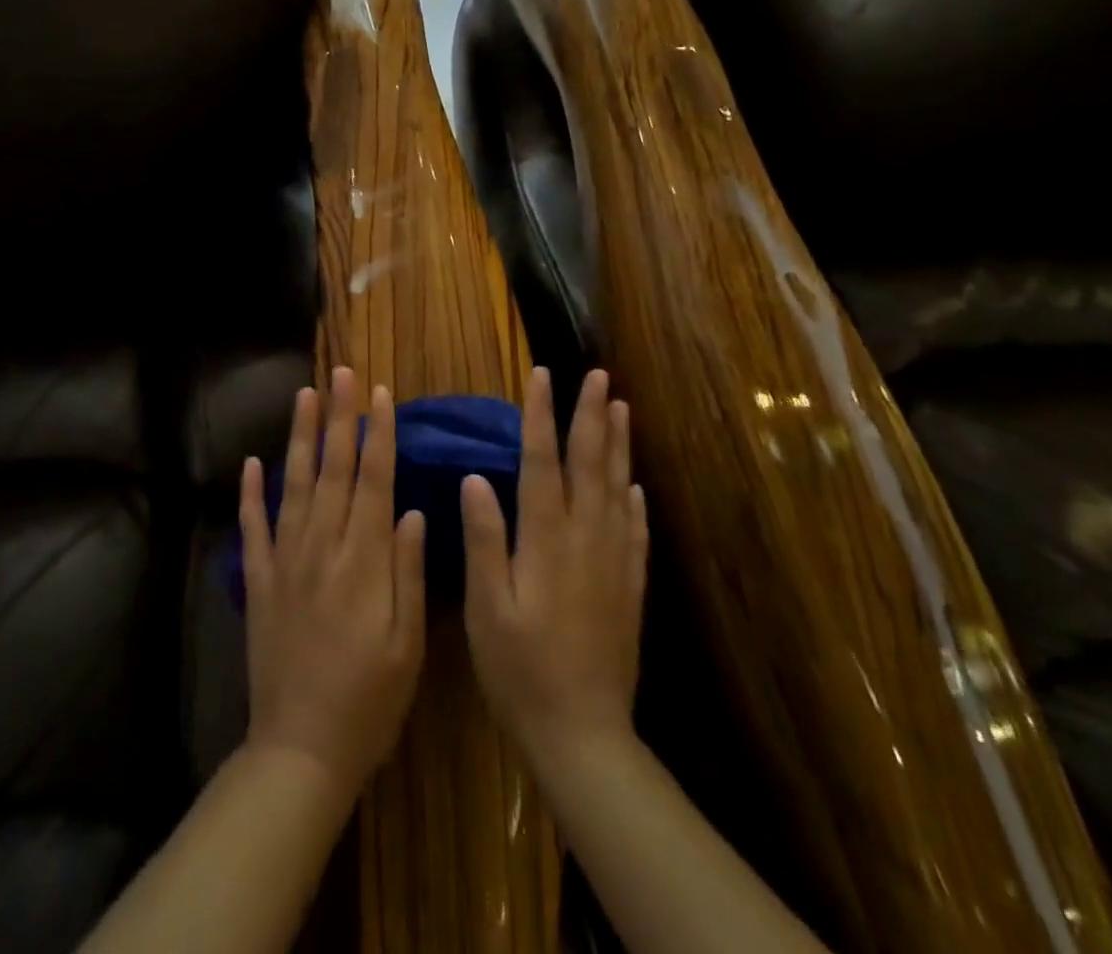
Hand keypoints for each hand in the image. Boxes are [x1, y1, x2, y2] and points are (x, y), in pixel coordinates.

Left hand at [240, 366, 427, 796]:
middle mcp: (323, 546)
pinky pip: (252, 528)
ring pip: (294, 485)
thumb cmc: (370, 701)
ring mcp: (285, 560)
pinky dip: (250, 494)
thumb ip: (408, 572)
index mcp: (364, 559)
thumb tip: (412, 509)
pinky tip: (252, 462)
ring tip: (304, 395)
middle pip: (334, 469)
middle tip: (341, 373)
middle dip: (339, 417)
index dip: (378, 434)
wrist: (301, 749)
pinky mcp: (258, 581)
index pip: (374, 480)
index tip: (379, 394)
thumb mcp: (408, 644)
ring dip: (300, 437)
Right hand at [461, 368, 647, 770]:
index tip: (543, 376)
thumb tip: (476, 478)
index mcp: (546, 539)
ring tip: (621, 408)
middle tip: (598, 375)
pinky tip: (634, 485)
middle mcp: (585, 539)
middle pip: (589, 464)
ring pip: (617, 489)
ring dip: (618, 445)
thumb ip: (484, 539)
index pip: (542, 461)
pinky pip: (635, 532)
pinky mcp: (628, 588)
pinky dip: (634, 500)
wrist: (583, 734)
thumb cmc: (520, 670)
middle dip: (591, 415)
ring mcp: (613, 562)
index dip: (541, 415)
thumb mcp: (486, 607)